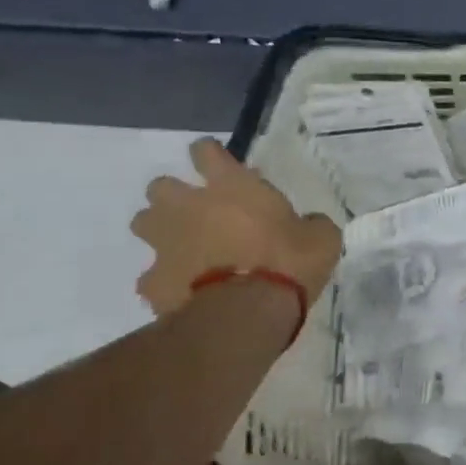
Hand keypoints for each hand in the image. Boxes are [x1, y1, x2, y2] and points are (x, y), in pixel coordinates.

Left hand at [132, 139, 340, 314]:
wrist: (247, 313)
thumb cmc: (288, 263)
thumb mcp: (321, 238)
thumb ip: (310, 224)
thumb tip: (308, 225)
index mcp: (231, 186)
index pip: (206, 151)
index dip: (211, 156)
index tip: (221, 167)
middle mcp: (189, 206)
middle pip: (161, 186)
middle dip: (175, 197)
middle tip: (201, 214)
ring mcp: (165, 244)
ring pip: (144, 224)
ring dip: (161, 232)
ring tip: (186, 249)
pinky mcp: (153, 282)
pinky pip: (152, 277)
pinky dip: (165, 281)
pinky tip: (185, 292)